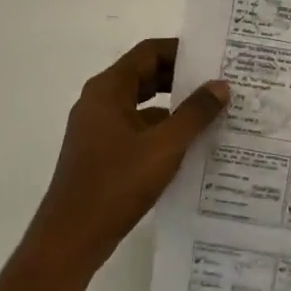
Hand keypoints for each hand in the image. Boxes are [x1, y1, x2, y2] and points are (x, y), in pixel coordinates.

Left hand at [25, 38, 229, 275]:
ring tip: (211, 113)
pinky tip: (189, 145)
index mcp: (108, 90)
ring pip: (142, 104)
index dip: (181, 50)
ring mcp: (98, 128)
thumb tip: (221, 85)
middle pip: (145, 75)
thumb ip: (195, 113)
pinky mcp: (101, 153)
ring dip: (173, 106)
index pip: (148, 52)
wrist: (70, 240)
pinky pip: (136, 128)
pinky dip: (161, 130)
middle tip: (218, 83)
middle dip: (181, 78)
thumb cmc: (115, 184)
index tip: (213, 57)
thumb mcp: (164, 147)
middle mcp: (99, 101)